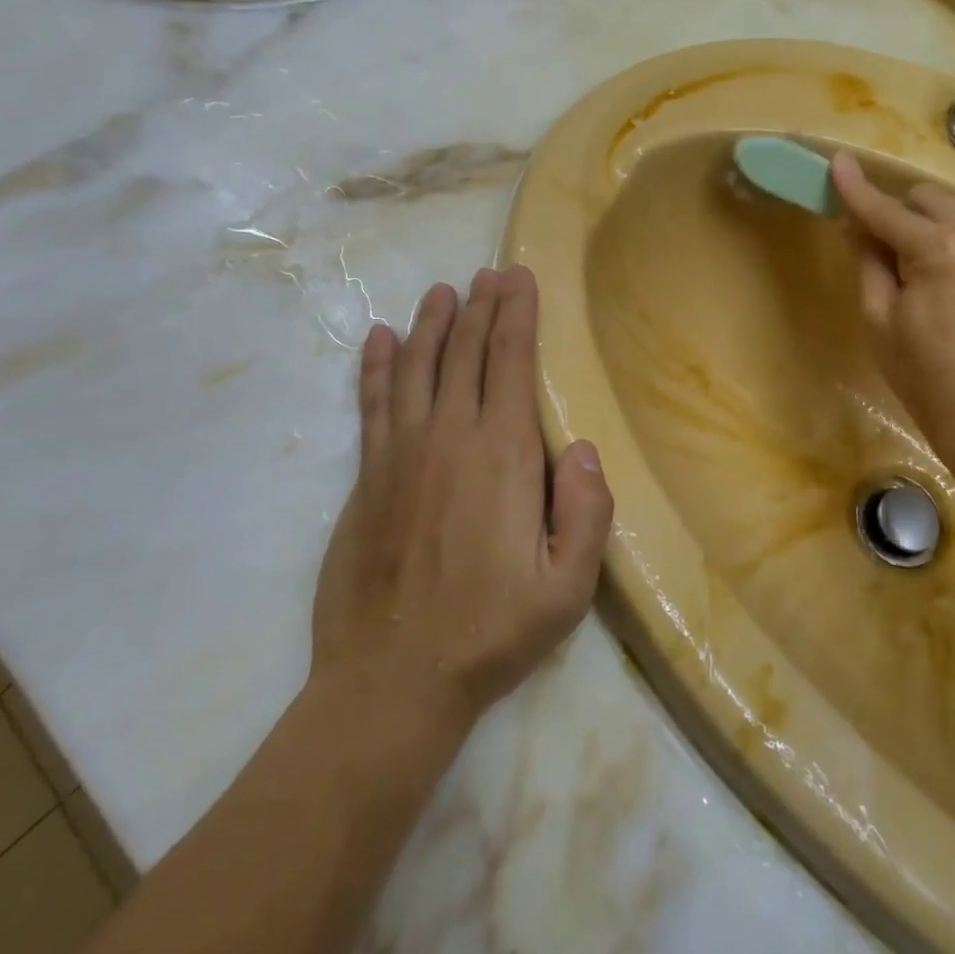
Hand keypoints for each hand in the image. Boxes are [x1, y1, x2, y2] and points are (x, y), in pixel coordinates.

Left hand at [310, 266, 612, 740]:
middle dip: (480, 306)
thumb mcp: (567, 590)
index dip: (516, 314)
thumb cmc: (490, 634)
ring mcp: (401, 454)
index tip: (519, 278)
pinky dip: (378, 366)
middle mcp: (449, 438)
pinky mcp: (367, 477)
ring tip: (442, 290)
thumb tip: (582, 448)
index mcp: (502, 456)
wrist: (390, 681)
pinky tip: (381, 339)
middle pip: (465, 352)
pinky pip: (373, 404)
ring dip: (431, 324)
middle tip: (489, 272)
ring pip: (417, 367)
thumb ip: (586, 514)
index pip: (511, 362)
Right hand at [829, 152, 954, 490]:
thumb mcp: (879, 318)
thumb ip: (869, 261)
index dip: (855, 188)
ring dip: (926, 219)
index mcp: (939, 249)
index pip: (884, 209)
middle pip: (924, 199)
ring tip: (908, 257)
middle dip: (894, 210)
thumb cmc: (922, 374)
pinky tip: (944, 263)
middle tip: (869, 242)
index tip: (835, 161)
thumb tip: (856, 225)